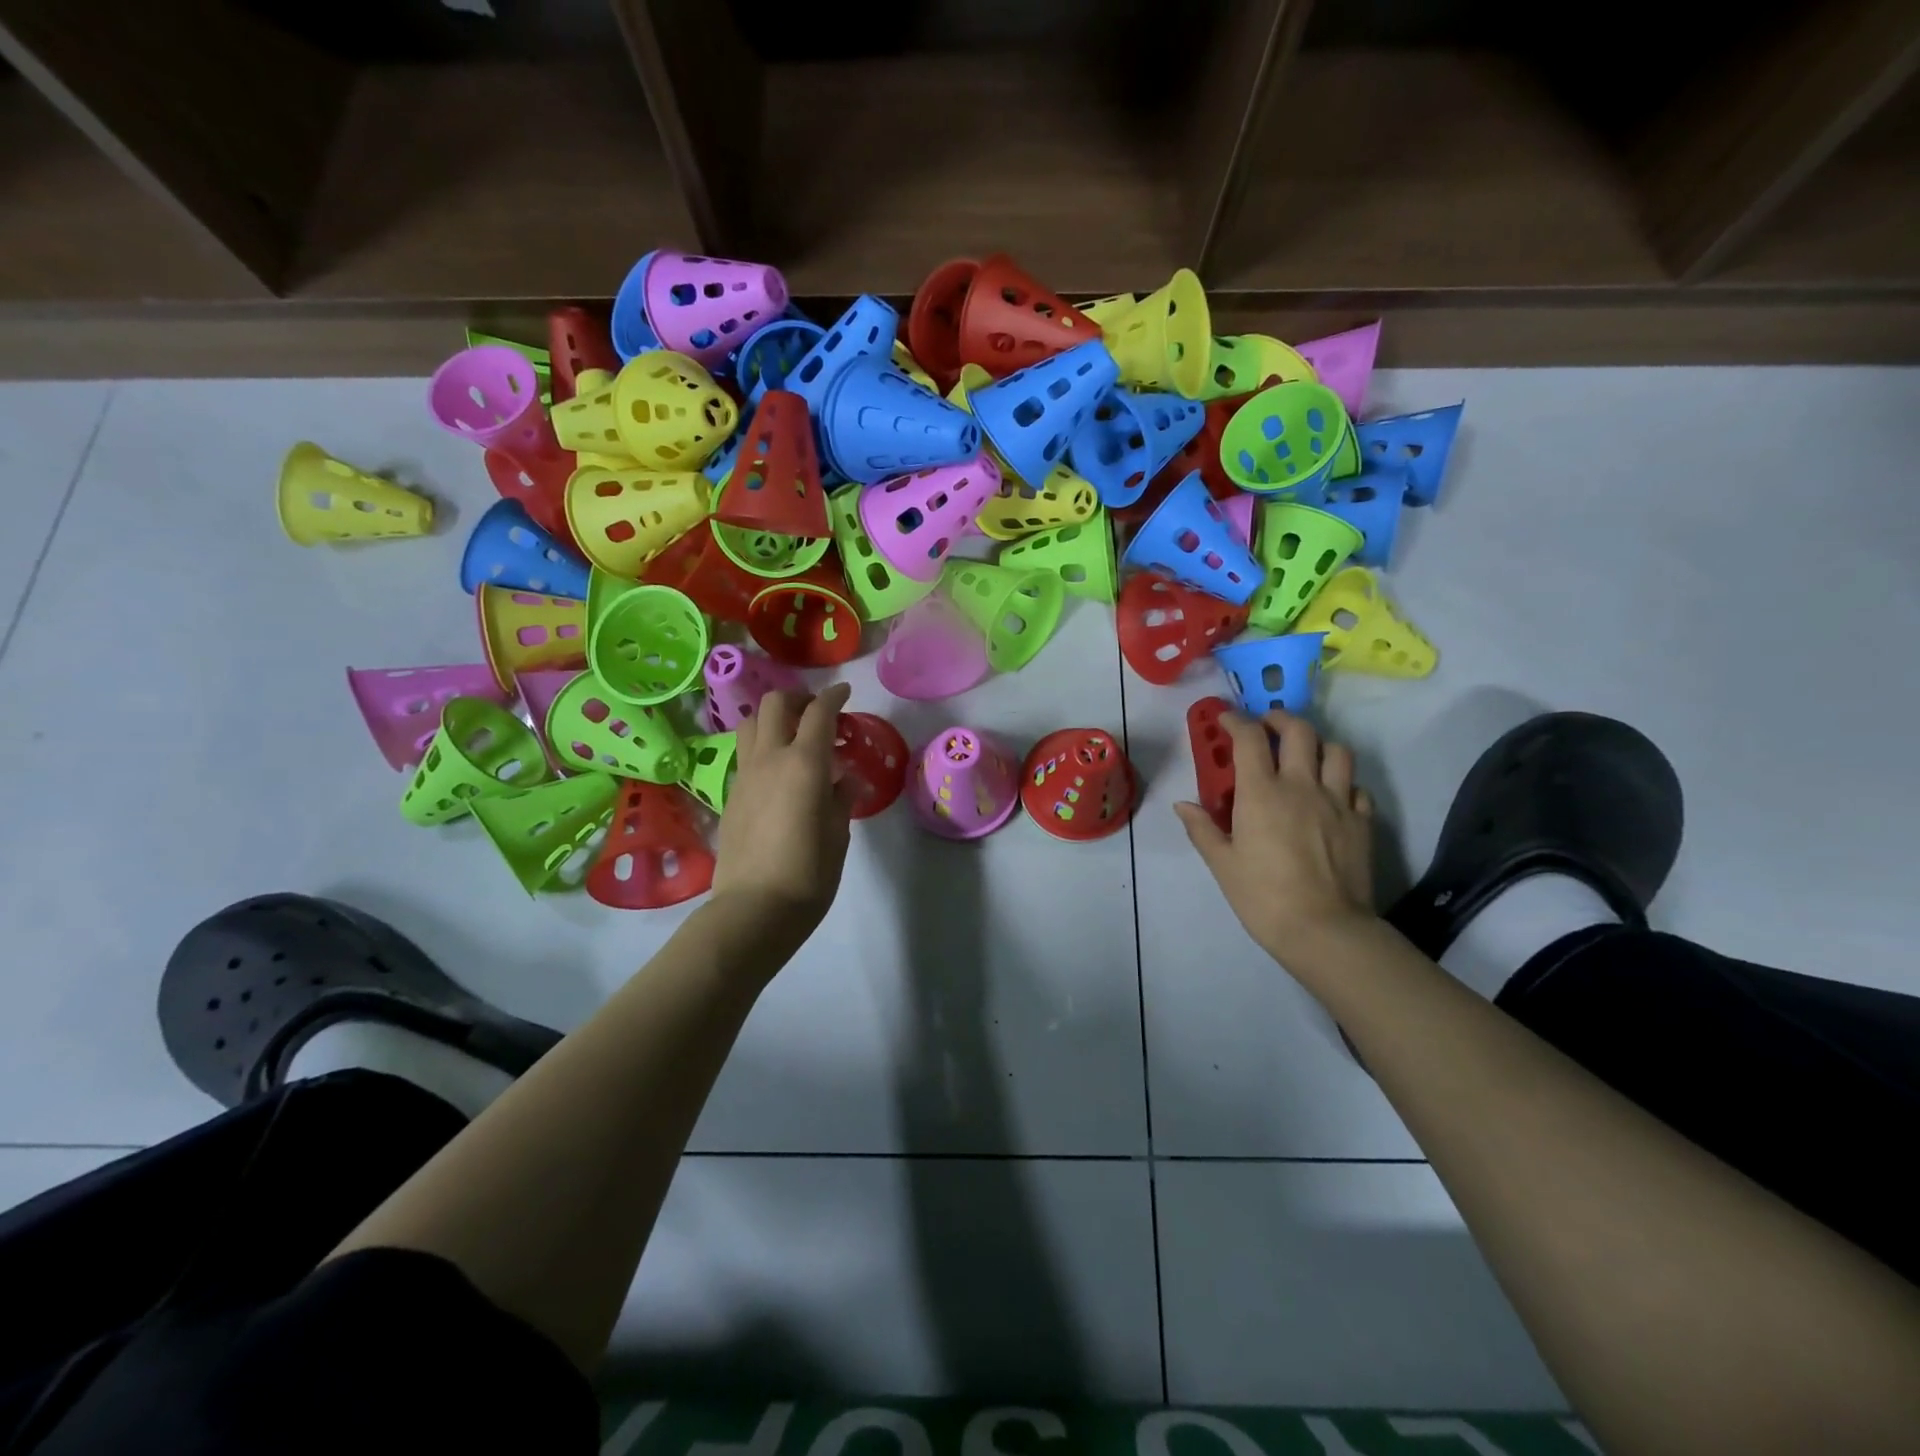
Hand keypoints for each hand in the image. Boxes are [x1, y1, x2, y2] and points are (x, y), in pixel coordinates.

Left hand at [711, 683, 854, 940]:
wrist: (754, 909)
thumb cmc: (809, 873)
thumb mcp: (839, 834)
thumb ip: (841, 797)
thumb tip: (842, 780)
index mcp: (804, 763)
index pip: (818, 712)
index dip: (834, 697)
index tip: (845, 694)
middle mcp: (770, 759)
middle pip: (775, 704)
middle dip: (798, 698)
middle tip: (816, 712)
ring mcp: (745, 775)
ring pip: (749, 723)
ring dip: (772, 717)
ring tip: (792, 734)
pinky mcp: (730, 795)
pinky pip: (744, 753)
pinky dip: (761, 745)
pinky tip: (778, 770)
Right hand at [1174, 708, 1375, 965]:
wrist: (1324, 930)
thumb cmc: (1263, 896)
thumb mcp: (1222, 864)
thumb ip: (1202, 829)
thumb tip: (1183, 805)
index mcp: (1262, 792)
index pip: (1249, 738)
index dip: (1236, 721)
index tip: (1226, 720)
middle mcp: (1302, 786)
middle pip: (1299, 731)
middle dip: (1280, 719)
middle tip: (1267, 726)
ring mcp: (1338, 802)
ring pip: (1337, 751)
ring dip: (1318, 744)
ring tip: (1305, 754)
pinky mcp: (1362, 822)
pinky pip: (1357, 788)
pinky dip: (1343, 782)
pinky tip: (1332, 795)